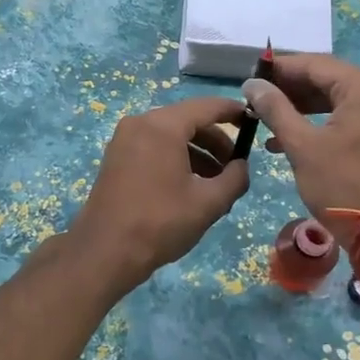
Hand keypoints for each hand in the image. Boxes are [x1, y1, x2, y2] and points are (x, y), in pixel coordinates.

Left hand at [66, 97, 250, 290]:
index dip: (233, 112)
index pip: (207, 107)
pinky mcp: (116, 158)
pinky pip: (154, 147)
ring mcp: (124, 140)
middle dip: (216, 141)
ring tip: (216, 184)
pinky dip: (176, 159)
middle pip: (188, 120)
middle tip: (236, 166)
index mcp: (163, 126)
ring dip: (197, 153)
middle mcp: (140, 123)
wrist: (104, 252)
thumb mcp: (209, 202)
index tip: (254, 121)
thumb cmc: (161, 223)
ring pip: (171, 135)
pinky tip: (190, 187)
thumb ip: (235, 178)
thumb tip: (242, 166)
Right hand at [242, 55, 359, 220]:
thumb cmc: (342, 185)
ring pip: (332, 100)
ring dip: (298, 107)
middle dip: (289, 88)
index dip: (281, 68)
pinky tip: (283, 139)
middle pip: (326, 79)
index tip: (250, 74)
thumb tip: (252, 84)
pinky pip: (342, 118)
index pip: (316, 64)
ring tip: (264, 116)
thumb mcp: (302, 146)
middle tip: (255, 96)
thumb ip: (276, 109)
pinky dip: (315, 124)